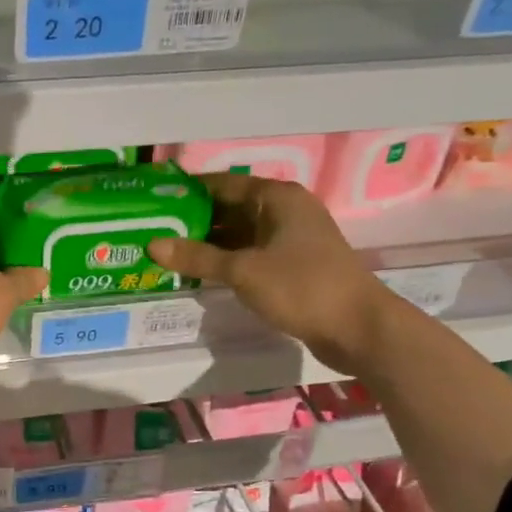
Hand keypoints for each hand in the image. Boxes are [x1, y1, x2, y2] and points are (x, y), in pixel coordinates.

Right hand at [148, 172, 393, 371]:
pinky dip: (226, 260)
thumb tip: (152, 245)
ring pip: (239, 233)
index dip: (187, 191)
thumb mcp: (242, 270)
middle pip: (229, 208)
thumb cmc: (301, 287)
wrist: (358, 328)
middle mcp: (284, 210)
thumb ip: (197, 257)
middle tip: (152, 230)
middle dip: (192, 220)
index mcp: (276, 197)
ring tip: (167, 252)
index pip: (222, 184)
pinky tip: (199, 273)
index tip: (153, 200)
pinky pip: (250, 253)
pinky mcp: (293, 265)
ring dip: (207, 243)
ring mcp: (291, 239)